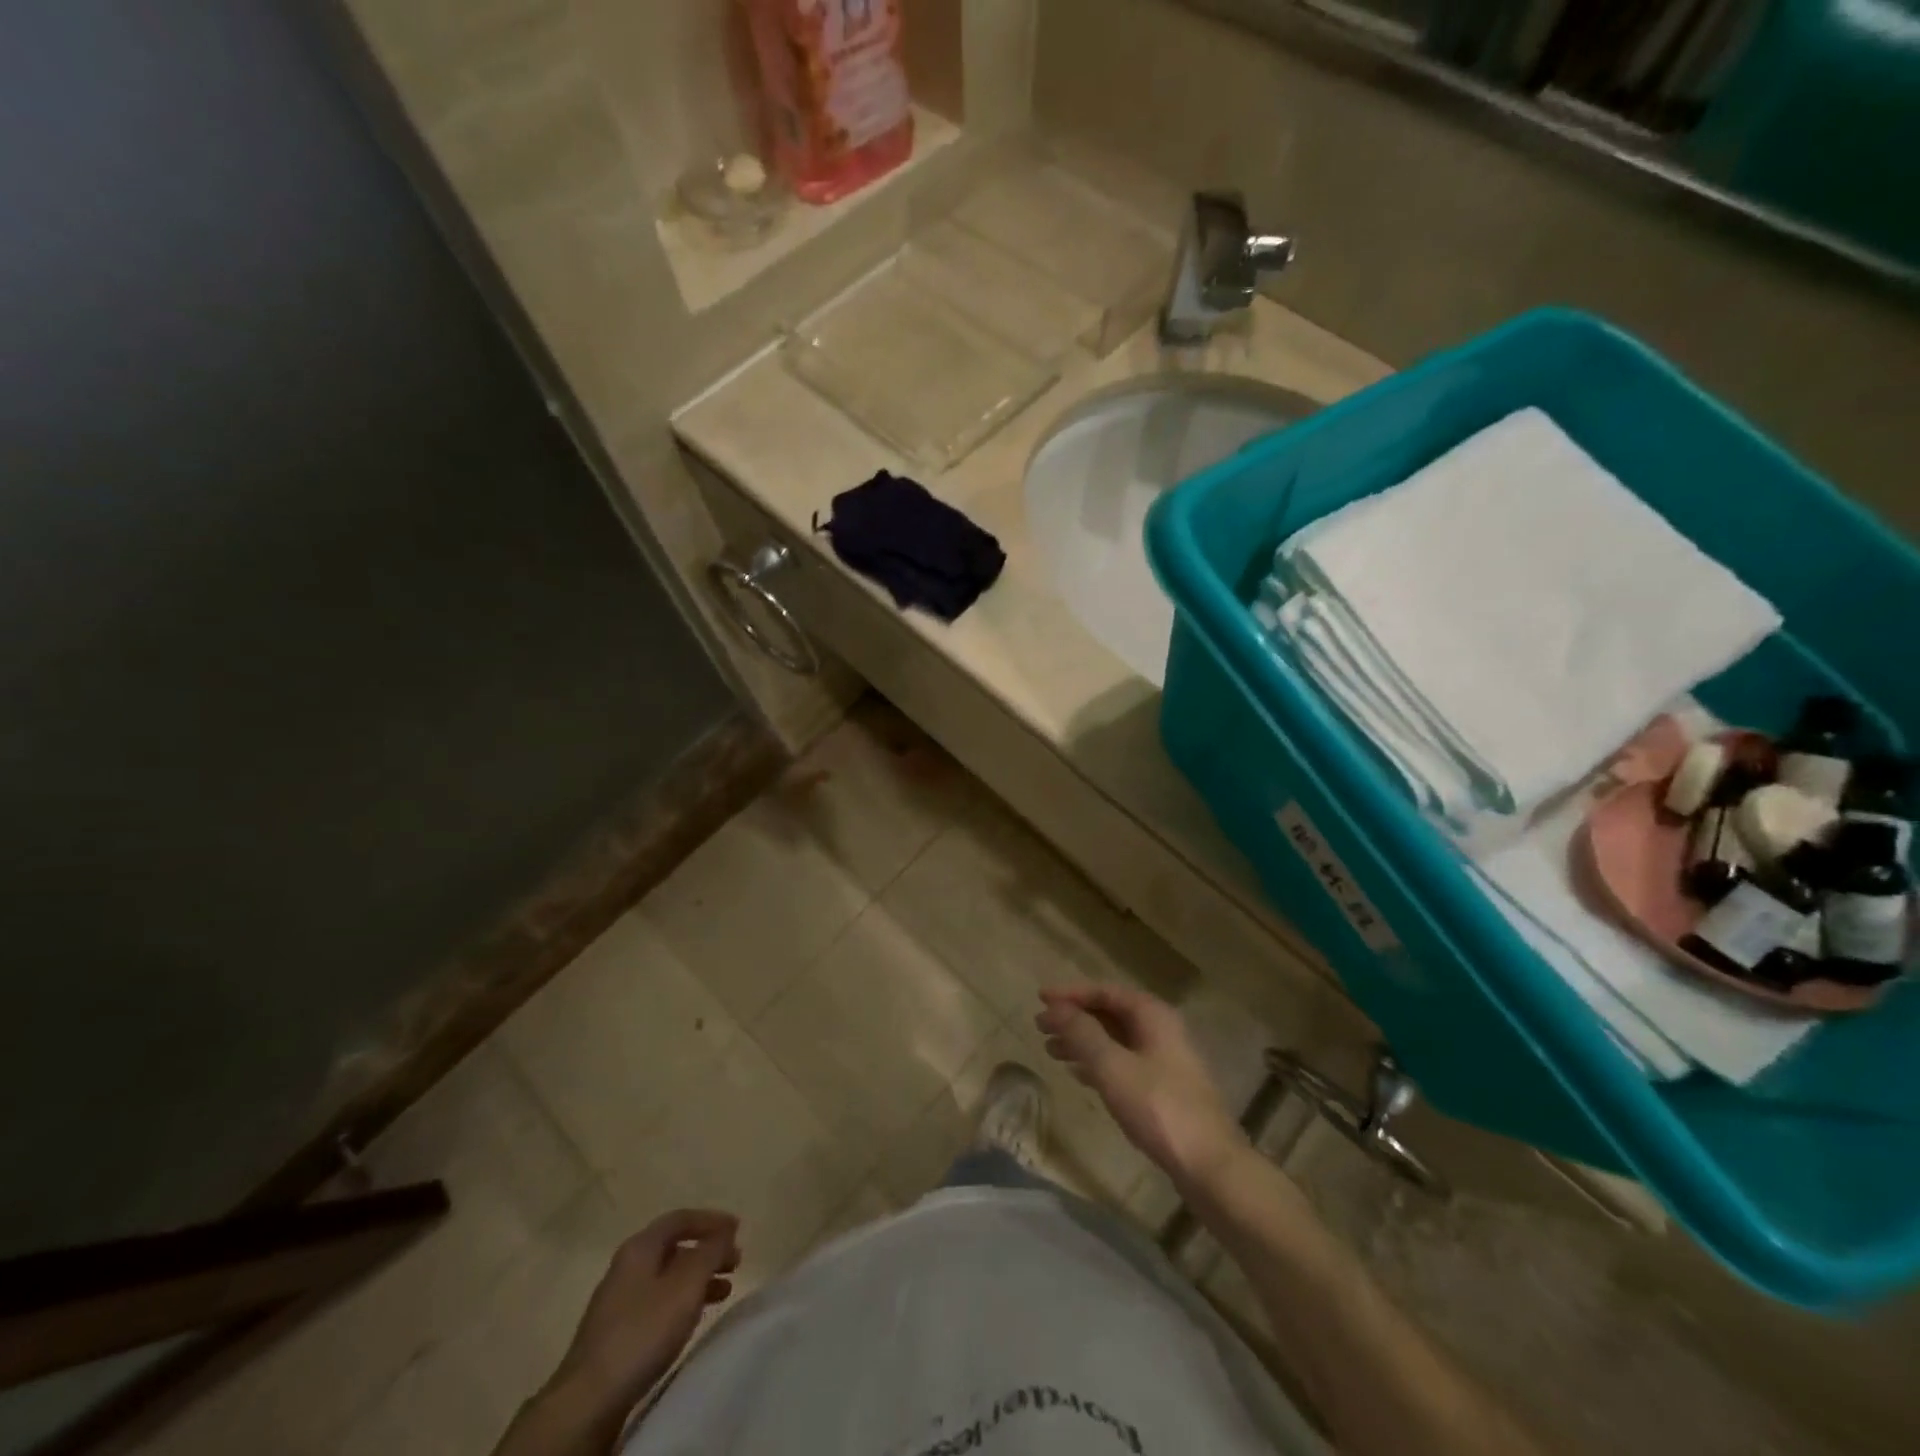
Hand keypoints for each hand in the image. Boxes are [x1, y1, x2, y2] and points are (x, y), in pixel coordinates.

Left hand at [550, 1208, 739, 1410]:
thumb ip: (710, 1252)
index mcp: (640, 1247)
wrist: (588, 1400)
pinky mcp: (617, 1333)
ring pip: (668, 1277)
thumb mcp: (686, 1285)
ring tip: (724, 1291)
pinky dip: (683, 1301)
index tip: (737, 1229)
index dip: (711, 1220)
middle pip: (674, 1247)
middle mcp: (627, 1266)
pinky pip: (659, 1302)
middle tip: (735, 1262)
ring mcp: (619, 1301)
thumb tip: (726, 1230)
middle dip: (707, 1251)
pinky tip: (694, 1317)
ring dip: (698, 1278)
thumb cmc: (643, 1331)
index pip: (680, 1219)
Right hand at [1036, 985, 1247, 1190]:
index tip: (1040, 999)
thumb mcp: (1112, 1066)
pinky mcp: (1164, 1088)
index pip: (1105, 991)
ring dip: (1083, 1041)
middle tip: (1040, 1027)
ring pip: (1115, 1039)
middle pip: (1110, 1013)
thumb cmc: (1158, 1107)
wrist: (1209, 1165)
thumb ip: (1082, 1033)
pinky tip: (1078, 1074)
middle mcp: (1160, 1030)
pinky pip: (1123, 1062)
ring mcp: (1165, 1059)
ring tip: (1051, 1051)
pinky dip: (1098, 1063)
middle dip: (1074, 1018)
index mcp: (1152, 1015)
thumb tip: (1055, 1007)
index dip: (1070, 993)